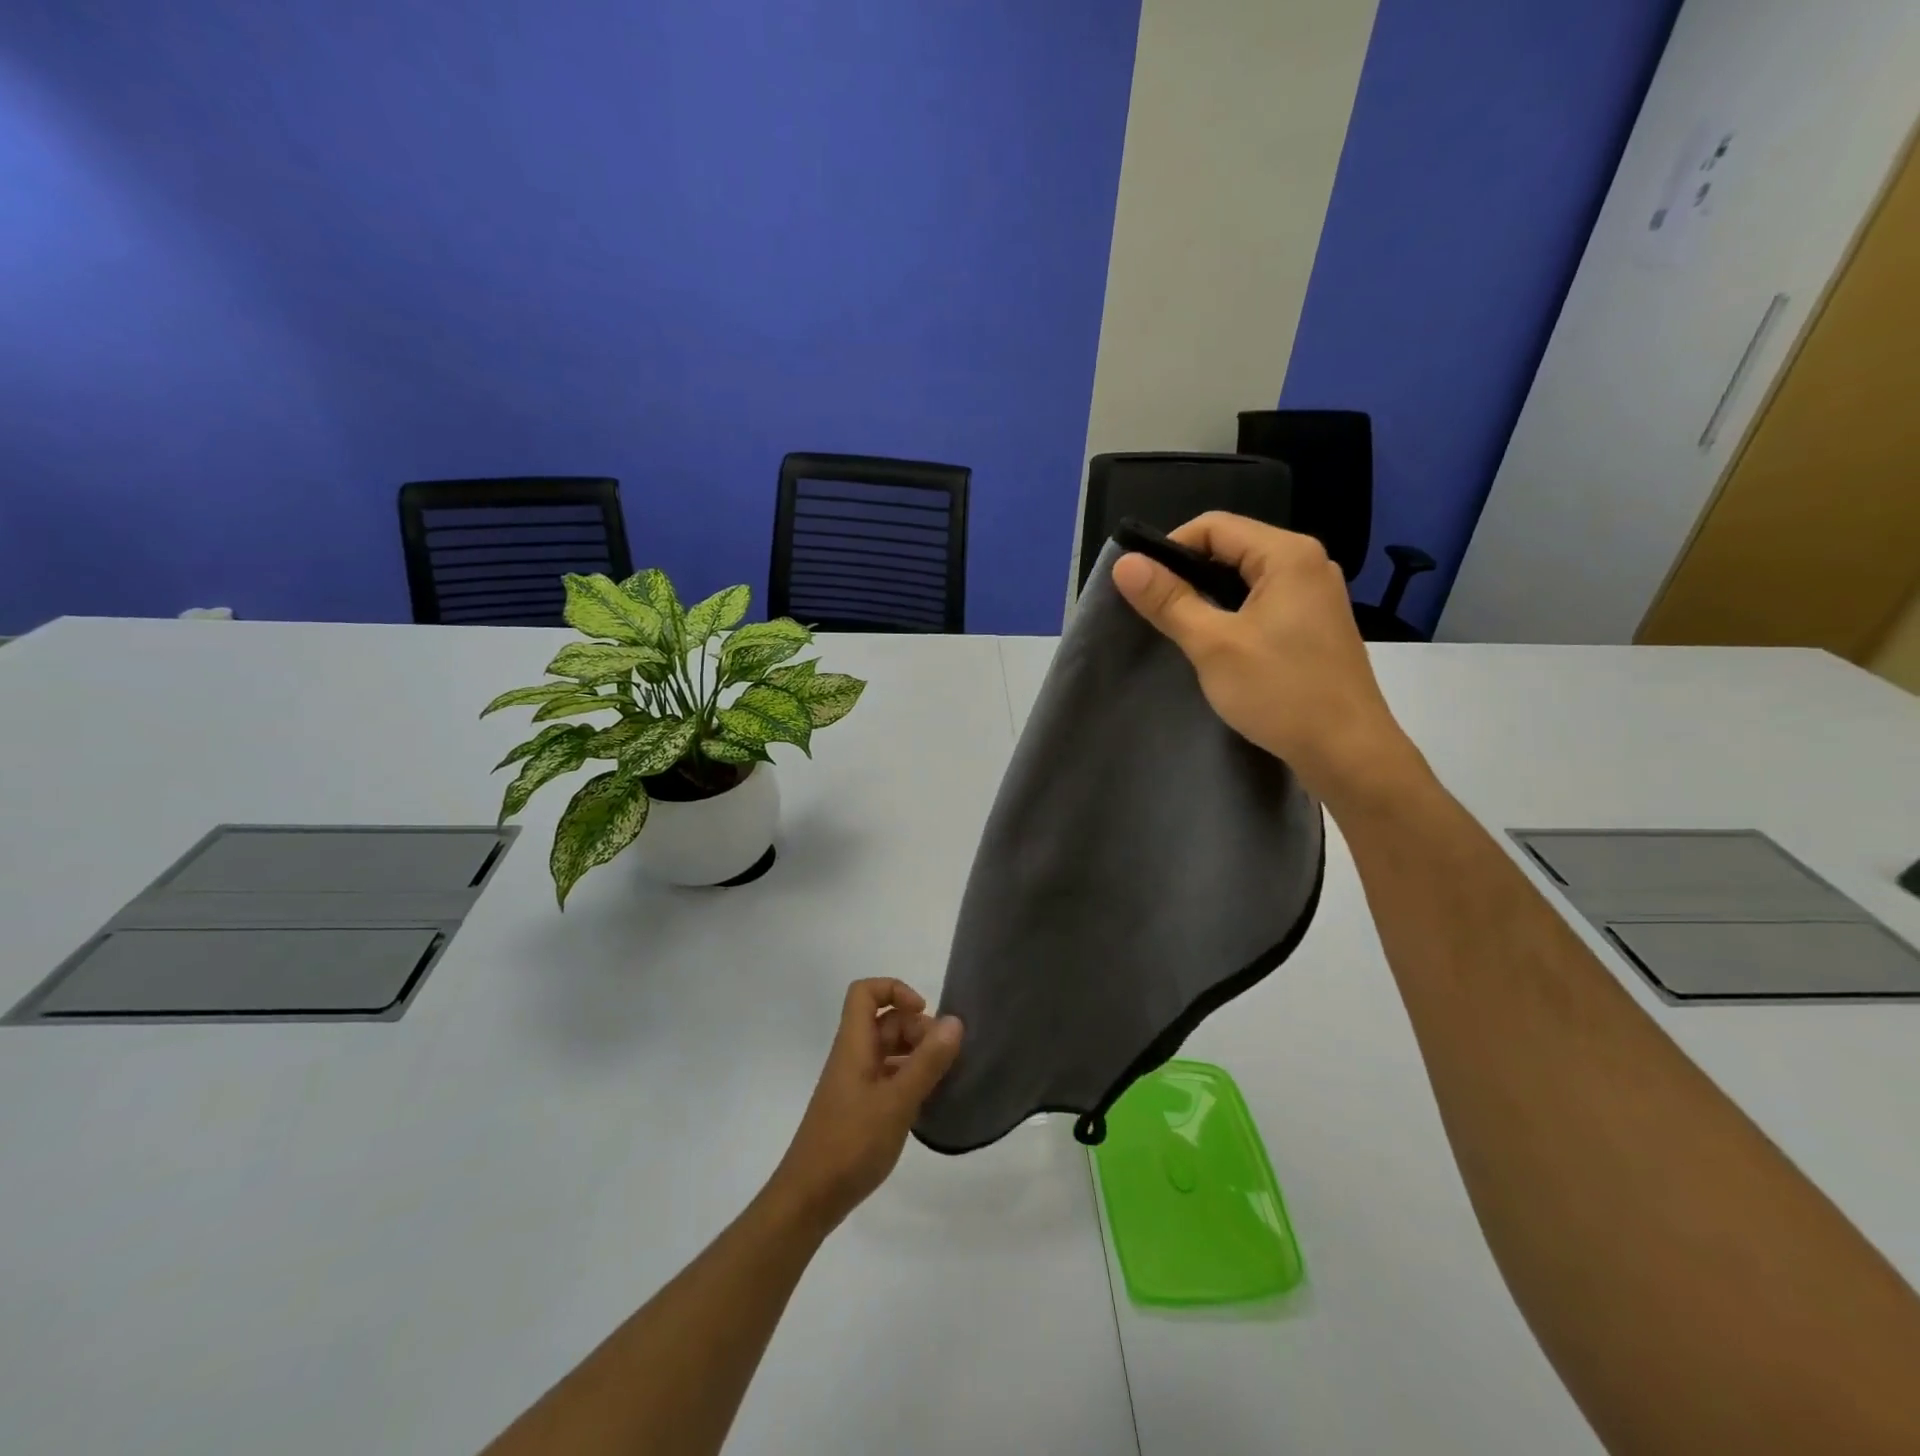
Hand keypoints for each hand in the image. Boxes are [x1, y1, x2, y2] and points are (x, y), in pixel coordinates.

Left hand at [769, 978, 962, 1231]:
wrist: (809, 1199)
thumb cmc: (850, 1143)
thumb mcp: (896, 1101)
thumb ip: (927, 1062)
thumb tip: (955, 1021)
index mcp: (853, 1044)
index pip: (865, 992)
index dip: (895, 990)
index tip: (924, 1014)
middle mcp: (853, 1056)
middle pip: (884, 1021)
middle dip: (917, 1028)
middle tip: (945, 1057)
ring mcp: (856, 1083)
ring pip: (889, 1050)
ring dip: (917, 1055)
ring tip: (944, 1078)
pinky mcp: (860, 1108)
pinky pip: (889, 1077)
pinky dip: (910, 1080)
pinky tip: (929, 1101)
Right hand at [1111, 512, 1423, 809]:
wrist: (1348, 752)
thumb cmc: (1280, 692)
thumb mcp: (1213, 644)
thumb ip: (1169, 601)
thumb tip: (1125, 564)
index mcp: (1288, 555)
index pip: (1214, 526)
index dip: (1170, 549)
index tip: (1142, 587)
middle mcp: (1308, 564)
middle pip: (1232, 548)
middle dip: (1188, 574)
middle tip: (1155, 611)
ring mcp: (1316, 596)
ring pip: (1246, 578)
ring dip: (1209, 597)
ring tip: (1180, 630)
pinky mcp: (1316, 626)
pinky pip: (1264, 603)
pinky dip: (1233, 615)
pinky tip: (1217, 646)